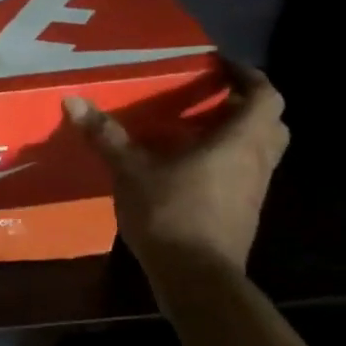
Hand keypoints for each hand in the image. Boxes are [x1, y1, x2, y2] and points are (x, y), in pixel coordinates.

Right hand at [64, 59, 289, 272]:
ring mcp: (255, 192)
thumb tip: (73, 99)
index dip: (249, 76)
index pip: (266, 97)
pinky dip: (229, 161)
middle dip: (248, 105)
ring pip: (261, 151)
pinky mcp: (245, 214)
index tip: (222, 65)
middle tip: (213, 96)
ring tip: (197, 128)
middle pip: (272, 123)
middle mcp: (256, 163)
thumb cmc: (171, 214)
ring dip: (239, 134)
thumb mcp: (130, 170)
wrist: (197, 280)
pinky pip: (247, 175)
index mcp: (239, 142)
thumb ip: (106, 134)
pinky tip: (191, 167)